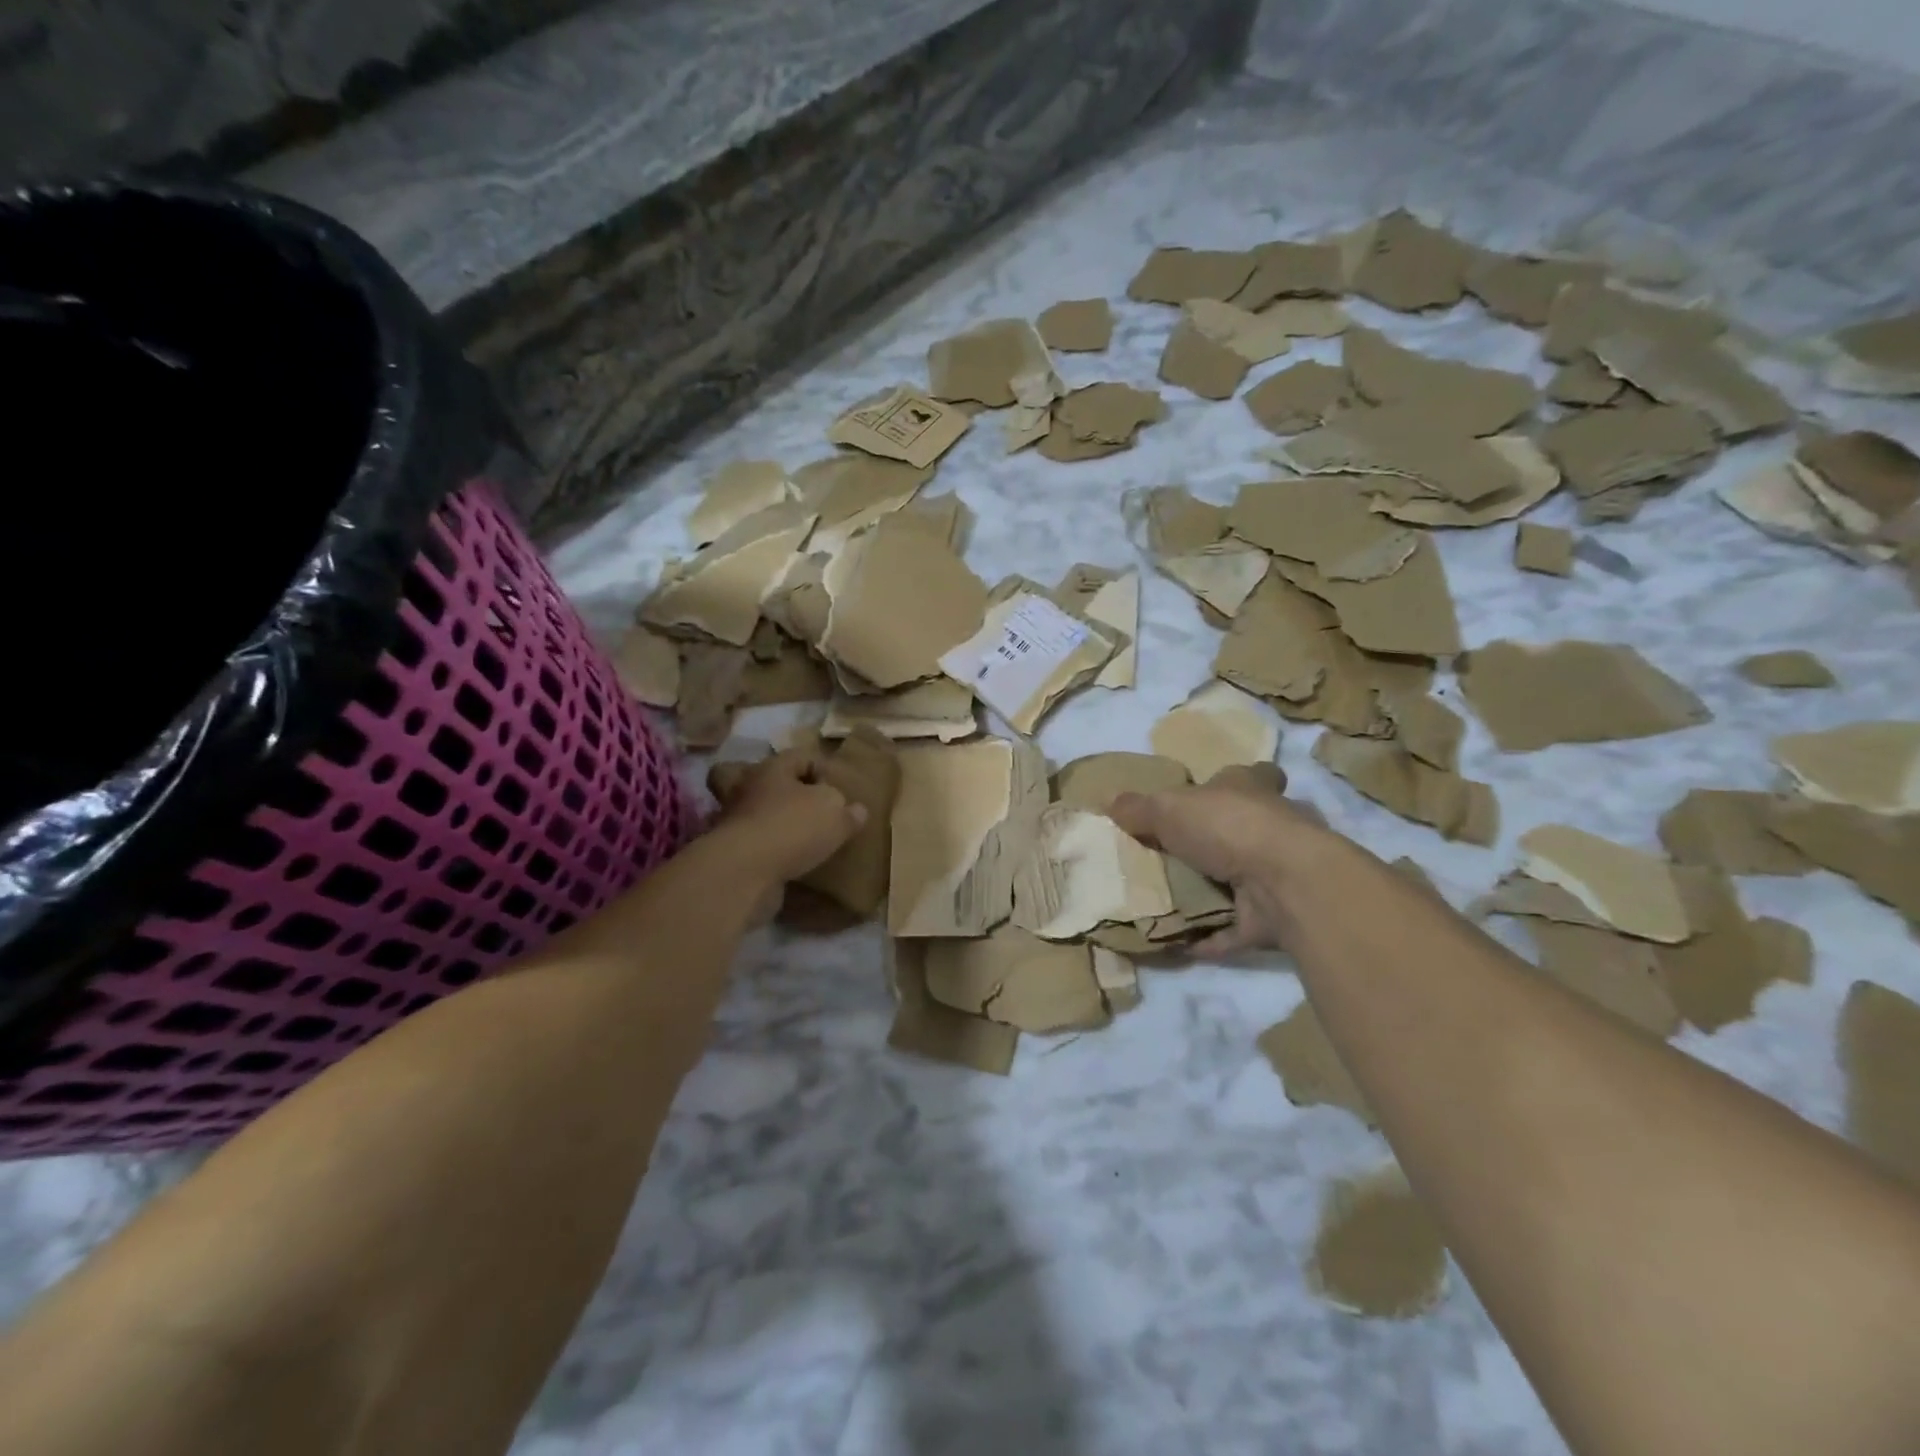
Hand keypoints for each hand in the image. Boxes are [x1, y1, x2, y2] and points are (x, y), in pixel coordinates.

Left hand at [707, 751, 865, 908]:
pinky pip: (750, 844)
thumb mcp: (836, 814)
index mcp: (772, 769)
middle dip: (770, 787)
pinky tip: (788, 862)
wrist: (746, 872)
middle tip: (795, 802)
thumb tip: (856, 810)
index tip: (836, 789)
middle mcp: (746, 789)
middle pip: (750, 776)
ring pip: (748, 812)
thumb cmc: (793, 828)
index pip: (798, 756)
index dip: (820, 767)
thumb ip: (847, 811)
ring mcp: (733, 822)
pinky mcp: (730, 853)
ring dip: (768, 822)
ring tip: (796, 837)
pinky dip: (766, 851)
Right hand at [1109, 764, 1343, 955]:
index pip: (1250, 776)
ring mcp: (1275, 875)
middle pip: (1241, 830)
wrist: (1284, 882)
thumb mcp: (1168, 807)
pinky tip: (1177, 943)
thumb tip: (1109, 802)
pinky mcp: (1273, 918)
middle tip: (1168, 855)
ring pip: (1238, 880)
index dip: (1231, 783)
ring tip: (1164, 900)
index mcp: (1250, 790)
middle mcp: (1269, 828)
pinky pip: (1233, 928)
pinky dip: (1210, 938)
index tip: (1209, 793)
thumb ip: (1138, 808)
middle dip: (1213, 842)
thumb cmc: (1227, 826)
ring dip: (1210, 892)